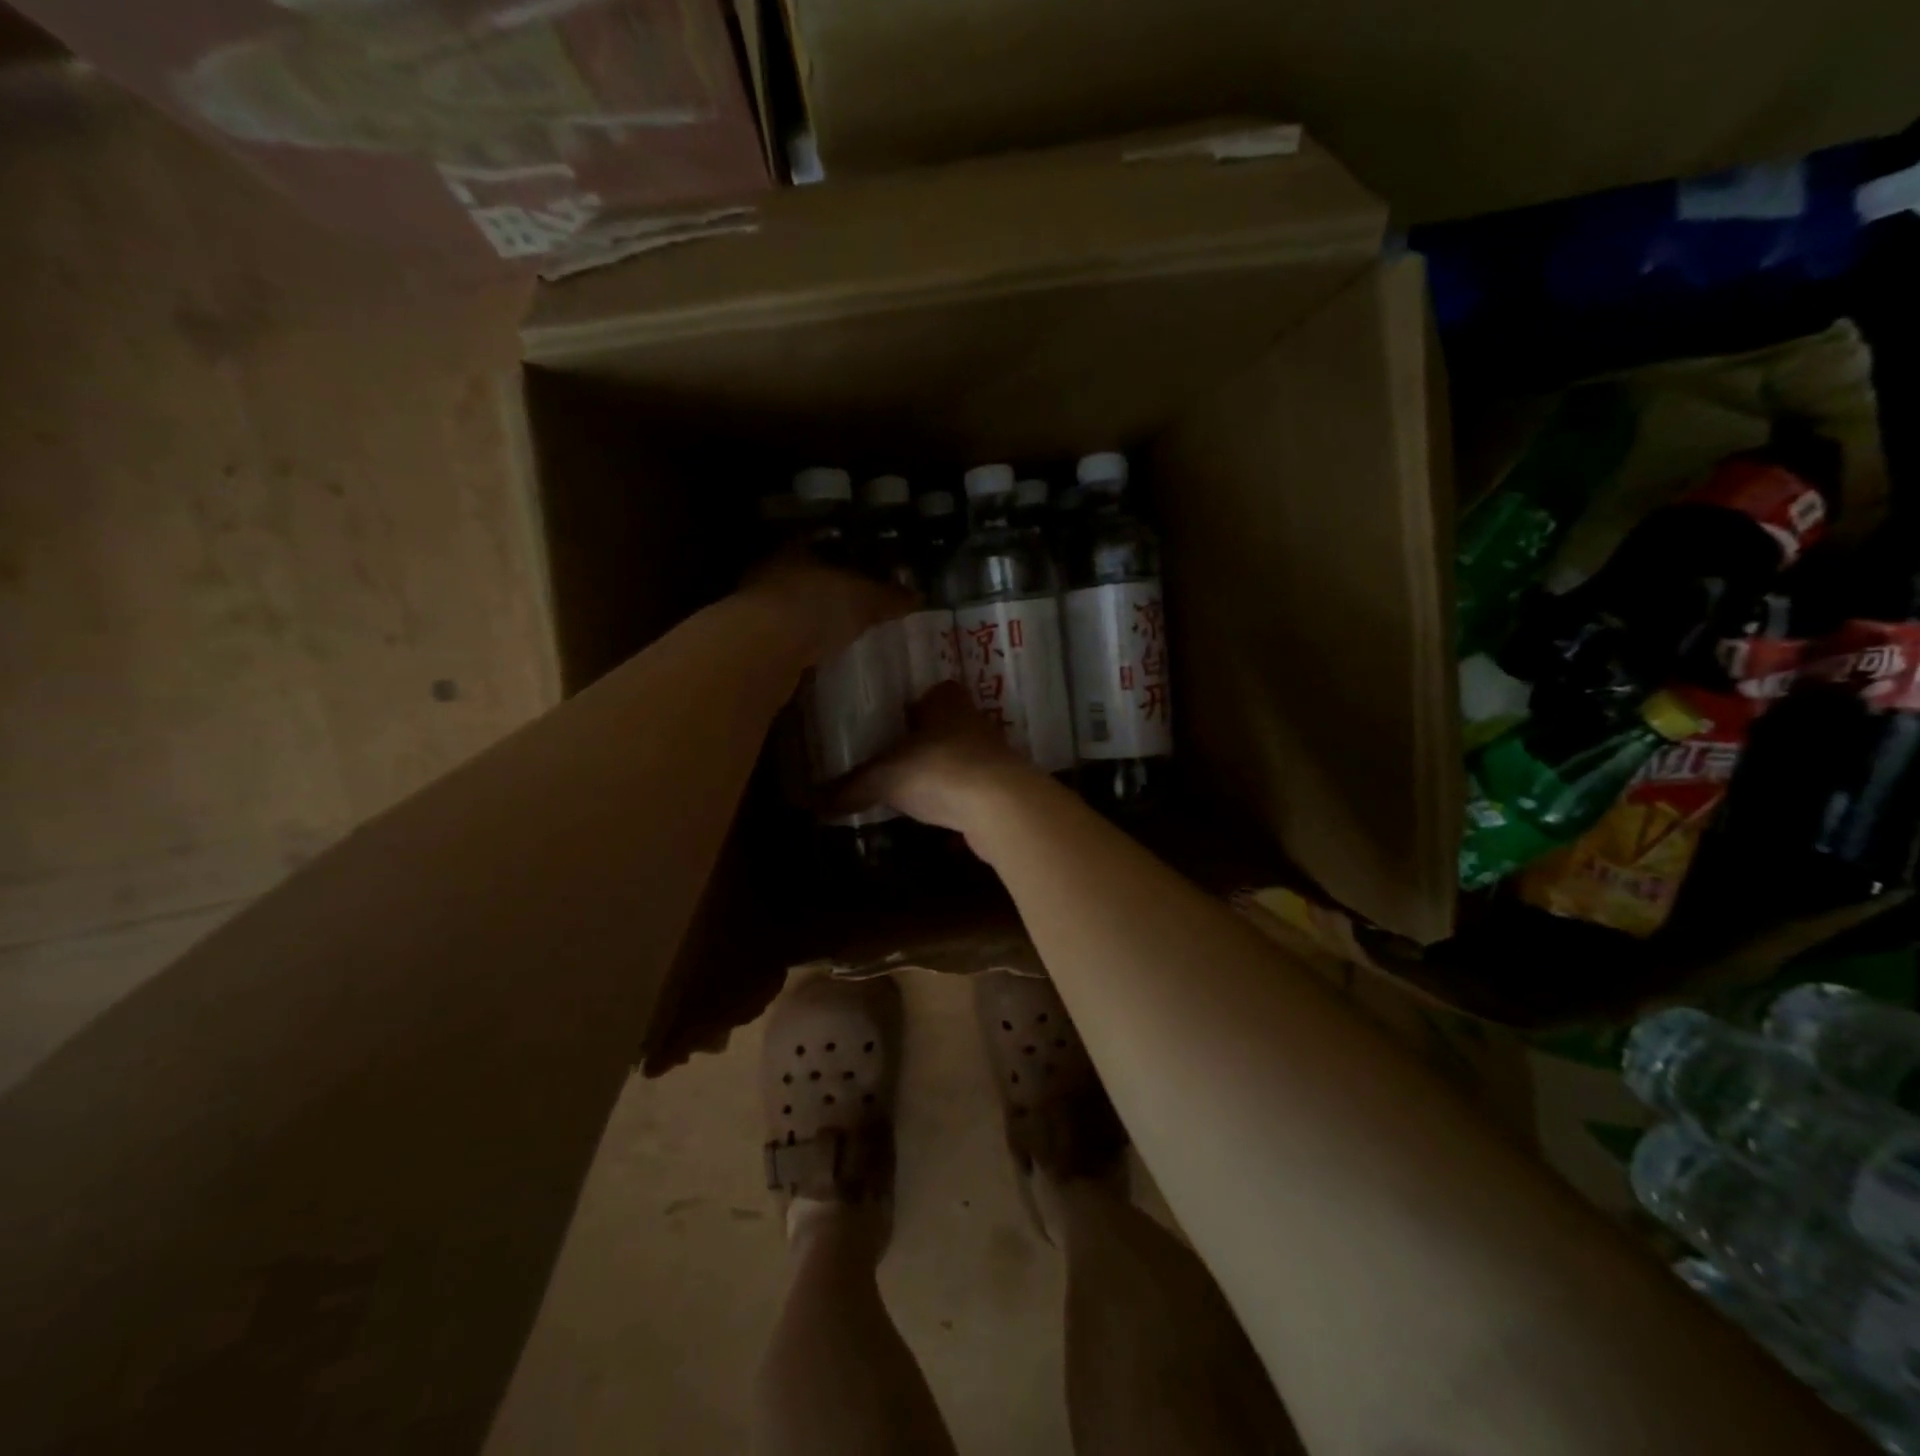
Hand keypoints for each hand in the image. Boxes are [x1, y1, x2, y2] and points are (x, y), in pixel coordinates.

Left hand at [741, 549, 913, 667]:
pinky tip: (815, 663)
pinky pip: (781, 643)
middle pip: (803, 579)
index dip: (844, 559)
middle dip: (825, 595)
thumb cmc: (817, 606)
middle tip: (851, 611)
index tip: (862, 576)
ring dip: (808, 625)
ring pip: (788, 611)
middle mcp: (770, 573)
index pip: (822, 547)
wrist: (764, 649)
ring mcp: (754, 610)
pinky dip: (798, 651)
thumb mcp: (865, 599)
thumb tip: (917, 596)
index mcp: (797, 550)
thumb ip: (889, 597)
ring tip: (835, 640)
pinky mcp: (749, 645)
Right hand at [833, 681, 1046, 847]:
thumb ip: (851, 788)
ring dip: (942, 768)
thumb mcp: (885, 778)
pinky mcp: (1003, 786)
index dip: (916, 703)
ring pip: (962, 755)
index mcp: (946, 701)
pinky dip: (956, 797)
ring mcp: (992, 753)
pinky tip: (937, 813)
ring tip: (912, 786)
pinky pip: (972, 786)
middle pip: (948, 723)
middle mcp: (973, 720)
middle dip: (926, 738)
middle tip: (896, 755)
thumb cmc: (938, 770)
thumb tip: (812, 804)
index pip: (935, 691)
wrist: (1000, 806)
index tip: (895, 721)